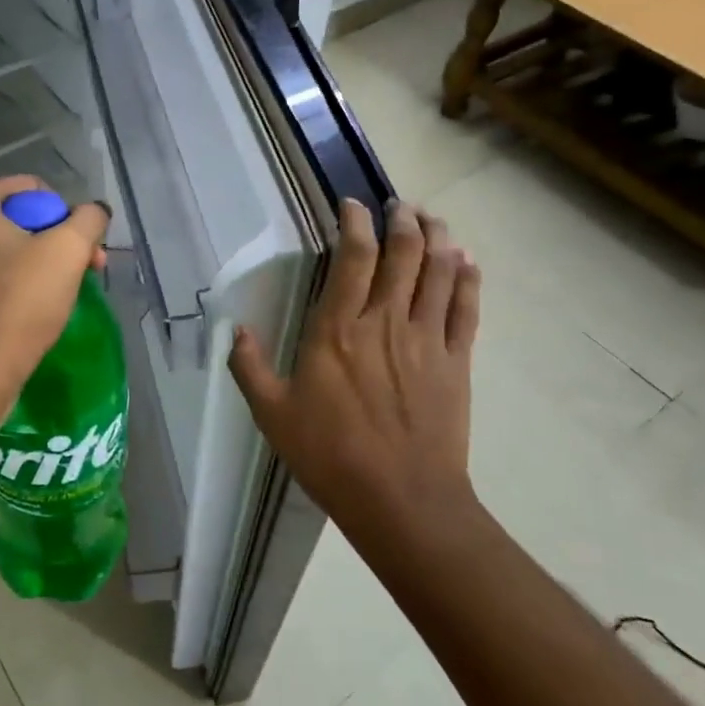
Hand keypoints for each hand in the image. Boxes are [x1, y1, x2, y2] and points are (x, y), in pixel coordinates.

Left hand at [0, 175, 110, 411]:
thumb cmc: (19, 304)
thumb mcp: (67, 251)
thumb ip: (89, 219)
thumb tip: (95, 212)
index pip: (34, 190)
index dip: (66, 216)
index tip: (83, 251)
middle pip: (21, 220)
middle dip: (59, 243)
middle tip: (88, 272)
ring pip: (9, 250)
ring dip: (43, 266)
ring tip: (64, 295)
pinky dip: (17, 287)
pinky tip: (34, 312)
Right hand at [228, 199, 482, 538]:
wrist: (401, 501)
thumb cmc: (331, 455)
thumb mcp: (273, 415)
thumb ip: (250, 368)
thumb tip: (236, 331)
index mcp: (338, 329)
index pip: (354, 257)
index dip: (356, 223)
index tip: (353, 205)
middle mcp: (386, 321)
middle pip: (404, 253)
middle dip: (403, 220)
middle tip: (400, 204)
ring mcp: (428, 339)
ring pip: (439, 271)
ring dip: (438, 238)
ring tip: (432, 219)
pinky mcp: (458, 361)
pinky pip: (467, 308)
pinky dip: (468, 278)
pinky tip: (467, 260)